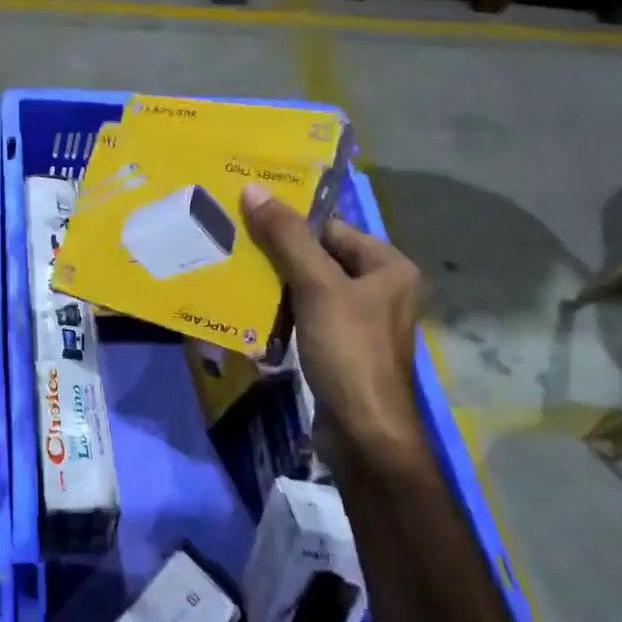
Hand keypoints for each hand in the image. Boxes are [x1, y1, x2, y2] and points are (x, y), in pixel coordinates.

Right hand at [242, 183, 424, 454]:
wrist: (362, 431)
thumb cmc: (348, 351)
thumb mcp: (317, 287)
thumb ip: (287, 238)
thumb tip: (254, 190)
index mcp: (389, 268)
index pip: (332, 229)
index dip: (291, 223)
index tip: (247, 217)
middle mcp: (380, 290)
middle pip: (320, 258)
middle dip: (278, 255)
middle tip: (232, 243)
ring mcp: (361, 323)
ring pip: (310, 289)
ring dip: (275, 285)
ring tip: (233, 273)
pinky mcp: (342, 349)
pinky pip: (308, 318)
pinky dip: (282, 313)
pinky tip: (250, 312)